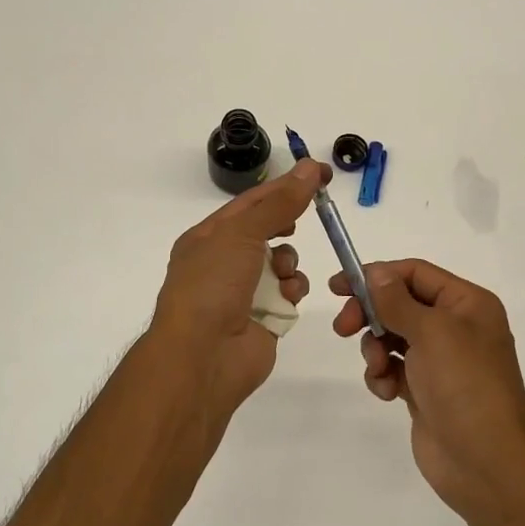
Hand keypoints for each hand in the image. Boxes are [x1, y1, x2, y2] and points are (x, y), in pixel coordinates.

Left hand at [149, 159, 326, 429]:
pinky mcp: (264, 318)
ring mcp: (243, 292)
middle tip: (318, 210)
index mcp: (209, 237)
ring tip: (283, 271)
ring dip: (289, 262)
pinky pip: (288, 293)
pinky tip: (288, 296)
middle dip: (289, 223)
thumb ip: (278, 203)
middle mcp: (224, 261)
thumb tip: (308, 169)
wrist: (203, 356)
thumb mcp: (242, 233)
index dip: (286, 185)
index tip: (321, 173)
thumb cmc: (213, 285)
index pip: (252, 201)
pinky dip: (292, 291)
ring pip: (281, 262)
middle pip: (267, 230)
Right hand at [332, 259, 524, 525]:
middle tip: (344, 328)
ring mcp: (440, 360)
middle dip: (371, 314)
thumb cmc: (464, 385)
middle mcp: (456, 326)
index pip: (415, 273)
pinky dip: (383, 376)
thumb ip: (397, 300)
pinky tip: (387, 392)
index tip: (340, 286)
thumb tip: (376, 273)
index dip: (377, 275)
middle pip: (399, 303)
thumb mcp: (432, 332)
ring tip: (379, 369)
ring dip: (376, 349)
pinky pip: (393, 369)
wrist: (485, 463)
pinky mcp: (425, 390)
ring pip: (392, 337)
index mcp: (467, 304)